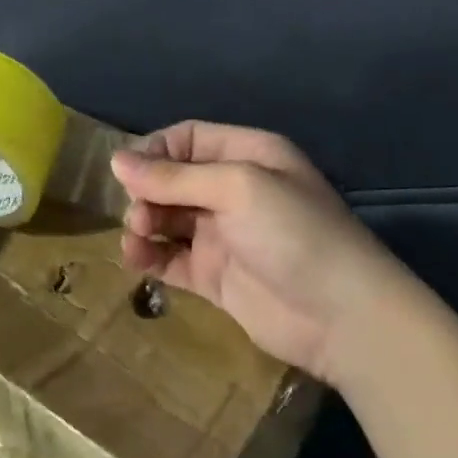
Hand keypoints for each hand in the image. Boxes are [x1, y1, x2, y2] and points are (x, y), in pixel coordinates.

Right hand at [111, 122, 405, 381]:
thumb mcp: (237, 188)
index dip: (154, 151)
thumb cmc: (294, 234)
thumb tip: (115, 161)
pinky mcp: (213, 276)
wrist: (342, 318)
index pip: (186, 139)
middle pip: (171, 179)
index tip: (126, 172)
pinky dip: (149, 255)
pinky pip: (170, 258)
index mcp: (247, 156)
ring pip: (166, 218)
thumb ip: (174, 177)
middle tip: (139, 214)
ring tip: (138, 236)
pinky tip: (135, 259)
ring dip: (144, 223)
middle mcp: (233, 191)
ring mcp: (222, 235)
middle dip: (147, 191)